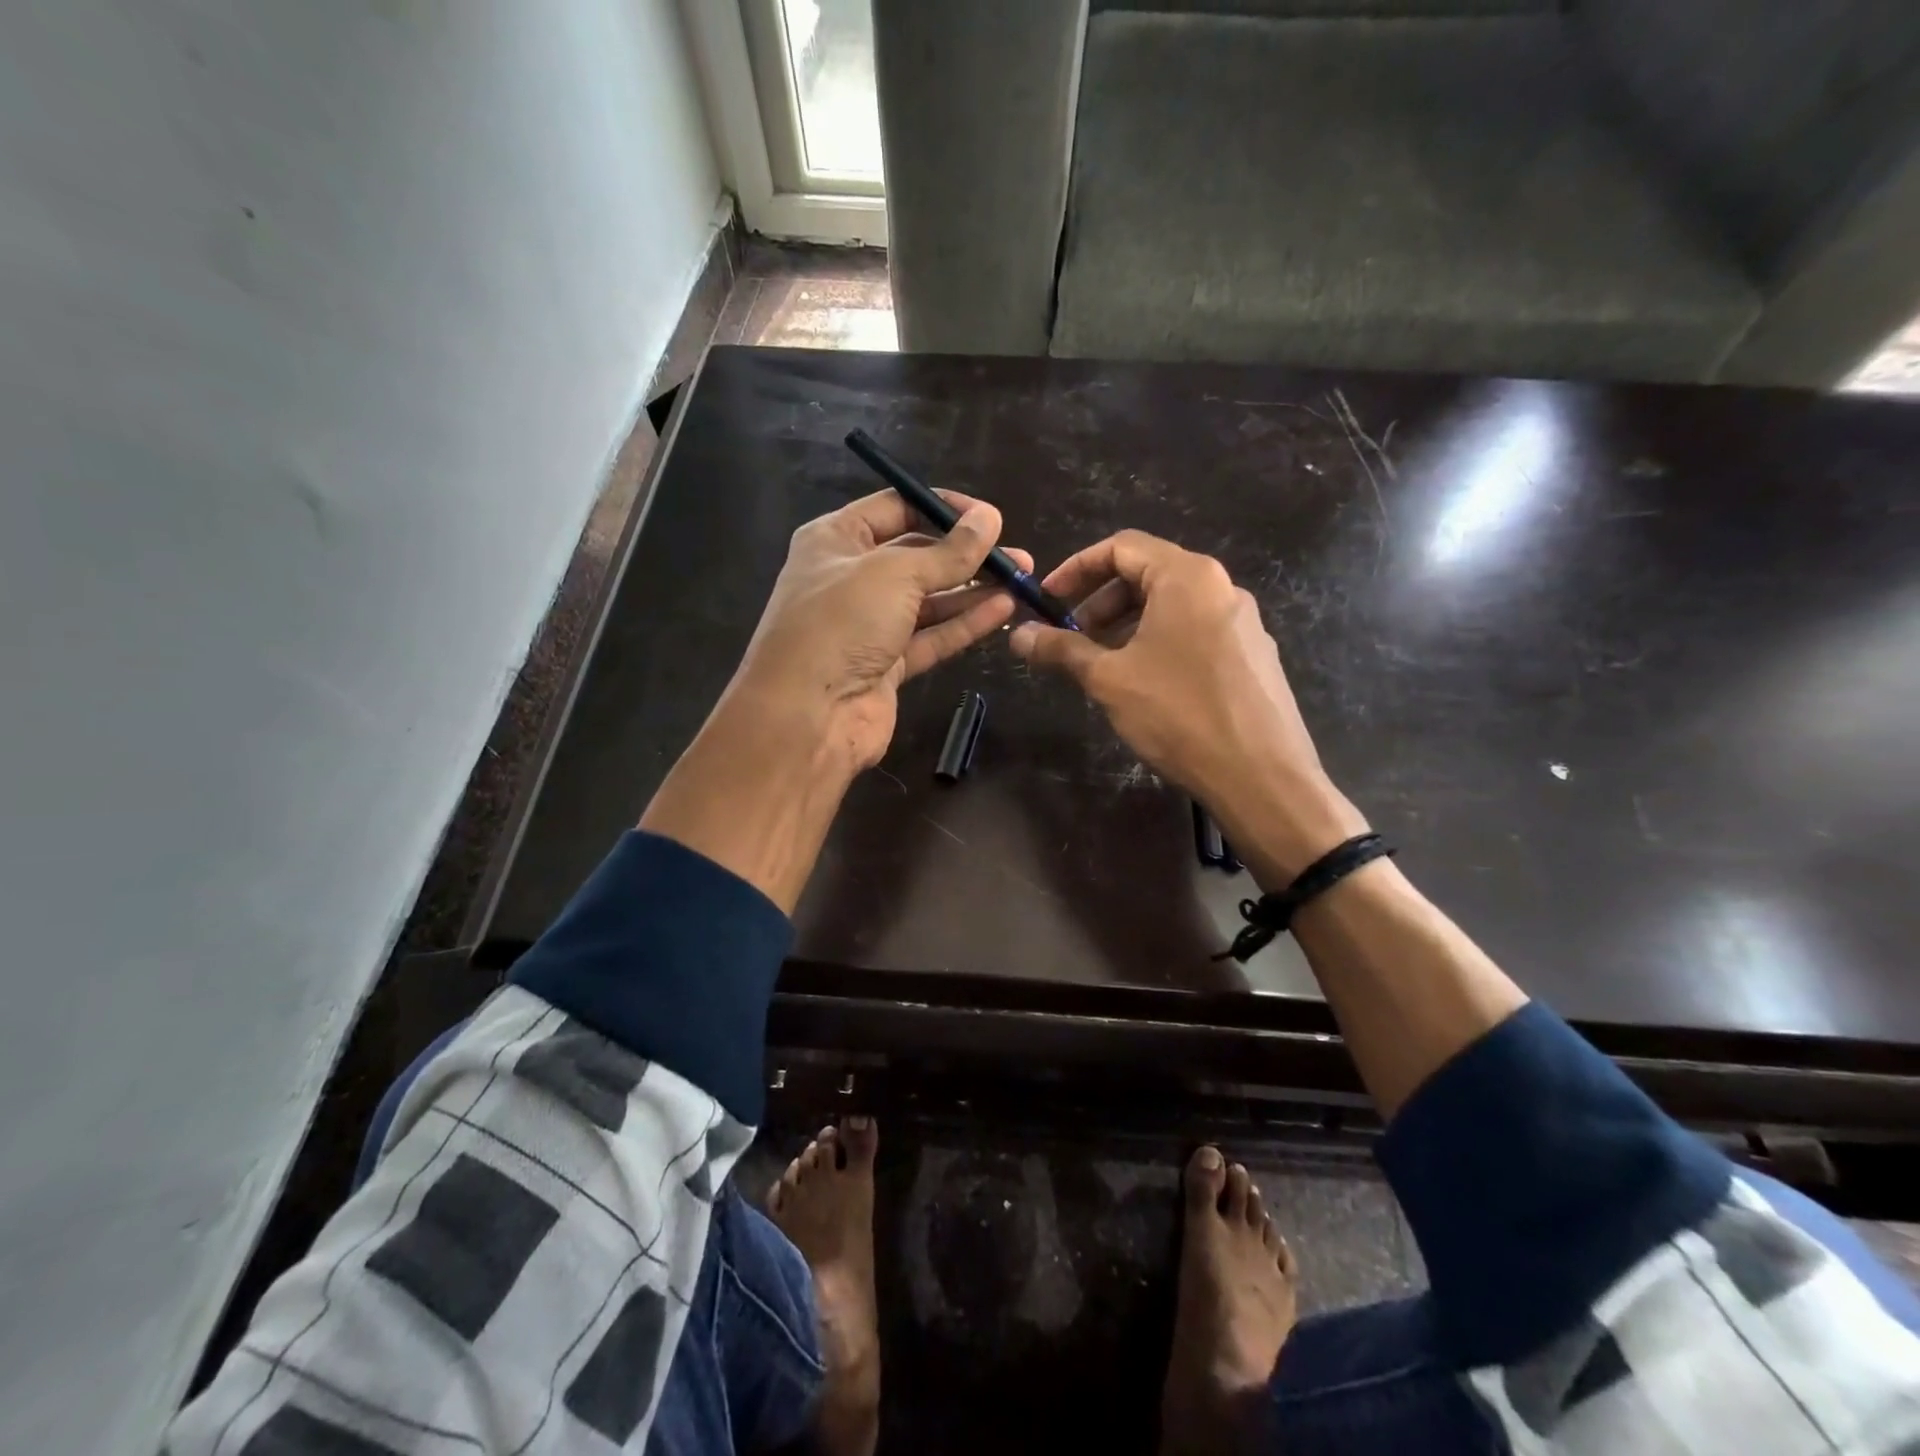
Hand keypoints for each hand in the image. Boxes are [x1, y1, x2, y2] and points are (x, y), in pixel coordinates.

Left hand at [641, 489, 1025, 911]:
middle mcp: (850, 578)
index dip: (942, 509)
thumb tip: (990, 518)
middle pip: (916, 556)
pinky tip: (1002, 609)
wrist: (808, 717)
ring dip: (972, 590)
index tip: (988, 517)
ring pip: (928, 600)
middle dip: (965, 554)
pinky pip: (931, 636)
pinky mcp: (886, 665)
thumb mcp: (895, 574)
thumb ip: (949, 551)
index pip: (896, 509)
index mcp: (835, 540)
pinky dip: (964, 623)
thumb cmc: (841, 624)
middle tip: (1015, 555)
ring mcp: (868, 625)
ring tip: (1020, 580)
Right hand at [1008, 530, 1366, 881]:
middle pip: (1148, 573)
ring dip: (1127, 625)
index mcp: (1187, 576)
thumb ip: (1061, 649)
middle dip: (1101, 601)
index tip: (1048, 600)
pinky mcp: (1253, 655)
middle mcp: (1221, 587)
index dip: (1076, 568)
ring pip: (1172, 606)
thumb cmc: (1179, 715)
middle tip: (1071, 637)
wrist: (1262, 776)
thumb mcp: (1109, 679)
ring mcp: (1243, 621)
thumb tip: (1018, 635)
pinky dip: (1159, 642)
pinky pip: (1195, 631)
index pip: (1121, 547)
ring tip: (1102, 664)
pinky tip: (1145, 684)